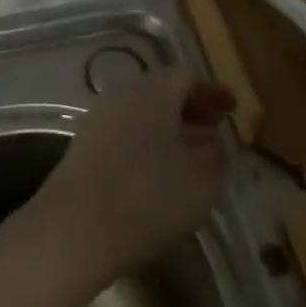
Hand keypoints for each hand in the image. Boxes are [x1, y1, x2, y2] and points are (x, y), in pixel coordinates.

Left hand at [25, 70, 235, 293]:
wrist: (74, 228)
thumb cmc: (147, 198)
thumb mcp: (201, 182)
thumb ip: (215, 157)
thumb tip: (212, 142)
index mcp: (153, 91)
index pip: (187, 77)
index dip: (212, 93)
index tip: (231, 110)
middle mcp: (123, 94)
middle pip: (161, 92)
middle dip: (189, 109)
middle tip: (213, 131)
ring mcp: (98, 118)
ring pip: (141, 113)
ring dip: (166, 128)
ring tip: (188, 157)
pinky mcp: (83, 146)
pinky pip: (123, 132)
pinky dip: (145, 143)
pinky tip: (155, 174)